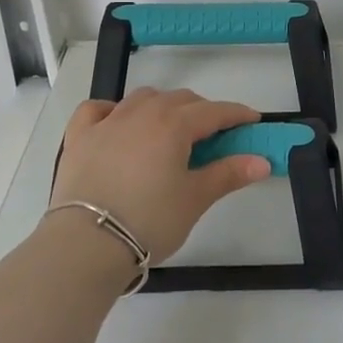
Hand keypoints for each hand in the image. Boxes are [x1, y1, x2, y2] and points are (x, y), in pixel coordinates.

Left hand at [49, 88, 268, 262]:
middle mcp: (142, 113)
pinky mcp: (79, 137)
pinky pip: (97, 109)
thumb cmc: (150, 220)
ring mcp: (107, 122)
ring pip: (143, 98)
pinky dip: (113, 110)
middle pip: (180, 100)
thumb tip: (262, 161)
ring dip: (163, 106)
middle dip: (202, 111)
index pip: (214, 111)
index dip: (237, 114)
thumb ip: (228, 174)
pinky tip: (118, 123)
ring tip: (171, 128)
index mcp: (174, 125)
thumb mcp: (195, 199)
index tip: (252, 121)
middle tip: (215, 135)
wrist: (87, 243)